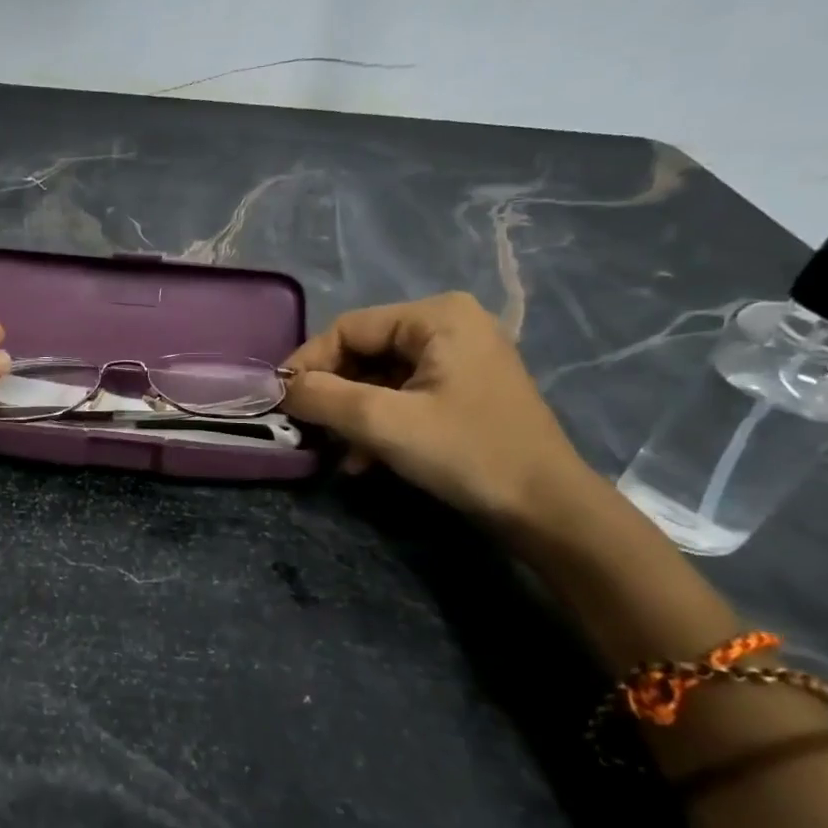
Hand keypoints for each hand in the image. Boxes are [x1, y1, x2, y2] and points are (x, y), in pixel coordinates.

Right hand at [282, 291, 593, 524]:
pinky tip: (363, 460)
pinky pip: (403, 396)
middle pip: (365, 352)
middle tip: (306, 429)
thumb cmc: (467, 454)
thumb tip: (280, 389)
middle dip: (333, 394)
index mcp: (437, 316)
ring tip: (335, 451)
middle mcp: (450, 326)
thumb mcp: (384, 423)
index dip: (309, 362)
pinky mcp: (463, 391)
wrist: (547, 510)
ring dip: (352, 415)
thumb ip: (324, 398)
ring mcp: (459, 359)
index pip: (350, 328)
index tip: (280, 401)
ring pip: (380, 378)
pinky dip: (379, 423)